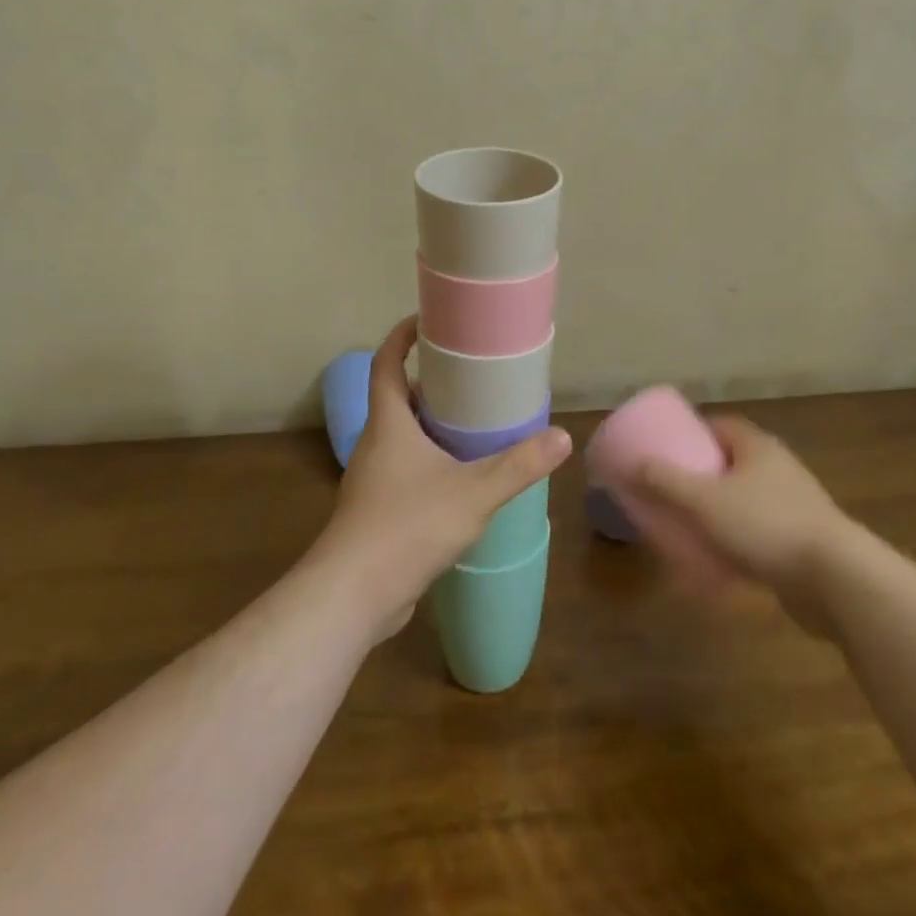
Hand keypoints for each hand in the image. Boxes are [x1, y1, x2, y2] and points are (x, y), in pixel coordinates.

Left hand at [311, 316, 570, 641]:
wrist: (353, 596)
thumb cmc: (407, 526)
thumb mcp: (473, 492)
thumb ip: (518, 465)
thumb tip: (562, 437)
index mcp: (388, 424)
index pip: (386, 363)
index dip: (401, 337)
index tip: (426, 320)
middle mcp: (376, 444)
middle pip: (397, 398)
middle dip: (429, 383)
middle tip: (470, 377)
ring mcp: (373, 480)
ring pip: (402, 437)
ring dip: (431, 425)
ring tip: (473, 425)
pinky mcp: (377, 512)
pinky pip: (405, 471)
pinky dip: (429, 462)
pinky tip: (460, 480)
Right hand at [626, 415, 849, 635]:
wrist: (837, 580)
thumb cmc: (766, 525)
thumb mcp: (705, 500)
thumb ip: (665, 481)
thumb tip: (632, 464)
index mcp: (757, 447)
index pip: (720, 425)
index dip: (692, 433)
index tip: (667, 448)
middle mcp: (779, 469)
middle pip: (732, 462)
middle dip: (701, 475)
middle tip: (670, 490)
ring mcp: (795, 506)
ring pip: (746, 500)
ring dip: (719, 511)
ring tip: (688, 526)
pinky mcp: (803, 542)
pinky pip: (760, 534)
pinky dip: (737, 542)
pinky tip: (718, 563)